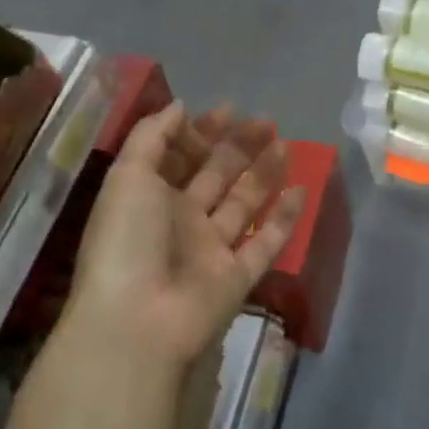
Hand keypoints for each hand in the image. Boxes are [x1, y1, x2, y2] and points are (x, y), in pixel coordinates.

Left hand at [66, 102, 306, 368]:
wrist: (137, 322)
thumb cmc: (128, 241)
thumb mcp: (128, 176)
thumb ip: (152, 136)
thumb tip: (182, 107)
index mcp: (150, 197)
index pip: (180, 157)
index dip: (202, 132)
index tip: (229, 109)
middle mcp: (181, 220)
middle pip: (216, 176)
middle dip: (239, 146)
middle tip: (266, 121)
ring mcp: (211, 250)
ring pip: (244, 204)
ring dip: (263, 173)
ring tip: (285, 144)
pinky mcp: (237, 277)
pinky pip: (266, 242)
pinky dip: (284, 218)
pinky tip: (301, 189)